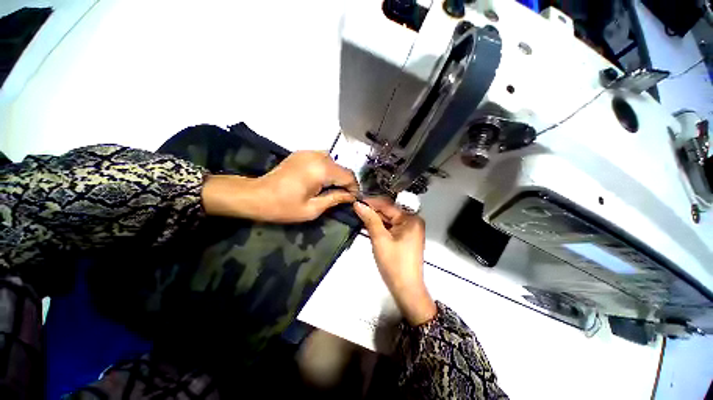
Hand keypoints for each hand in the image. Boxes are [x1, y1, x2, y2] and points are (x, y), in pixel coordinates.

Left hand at [202, 151, 358, 222]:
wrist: (256, 195)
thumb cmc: (284, 207)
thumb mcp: (313, 209)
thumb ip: (335, 199)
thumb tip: (351, 196)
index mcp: (322, 170)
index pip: (349, 176)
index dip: (354, 189)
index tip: (352, 200)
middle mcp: (318, 156)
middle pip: (342, 169)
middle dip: (345, 183)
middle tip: (342, 197)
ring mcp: (309, 152)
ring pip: (334, 163)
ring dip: (336, 176)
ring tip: (331, 190)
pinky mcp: (303, 153)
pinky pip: (323, 160)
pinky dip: (327, 170)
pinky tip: (320, 181)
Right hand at [353, 198, 436, 325]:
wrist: (406, 290)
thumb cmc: (394, 264)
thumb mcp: (380, 239)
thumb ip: (370, 219)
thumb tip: (359, 204)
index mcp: (410, 219)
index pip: (387, 205)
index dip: (371, 202)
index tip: (356, 201)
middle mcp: (412, 221)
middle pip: (389, 211)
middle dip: (372, 211)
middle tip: (355, 209)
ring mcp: (409, 230)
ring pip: (389, 219)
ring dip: (374, 219)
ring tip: (358, 215)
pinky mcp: (405, 238)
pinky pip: (391, 227)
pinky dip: (380, 227)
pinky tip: (367, 225)